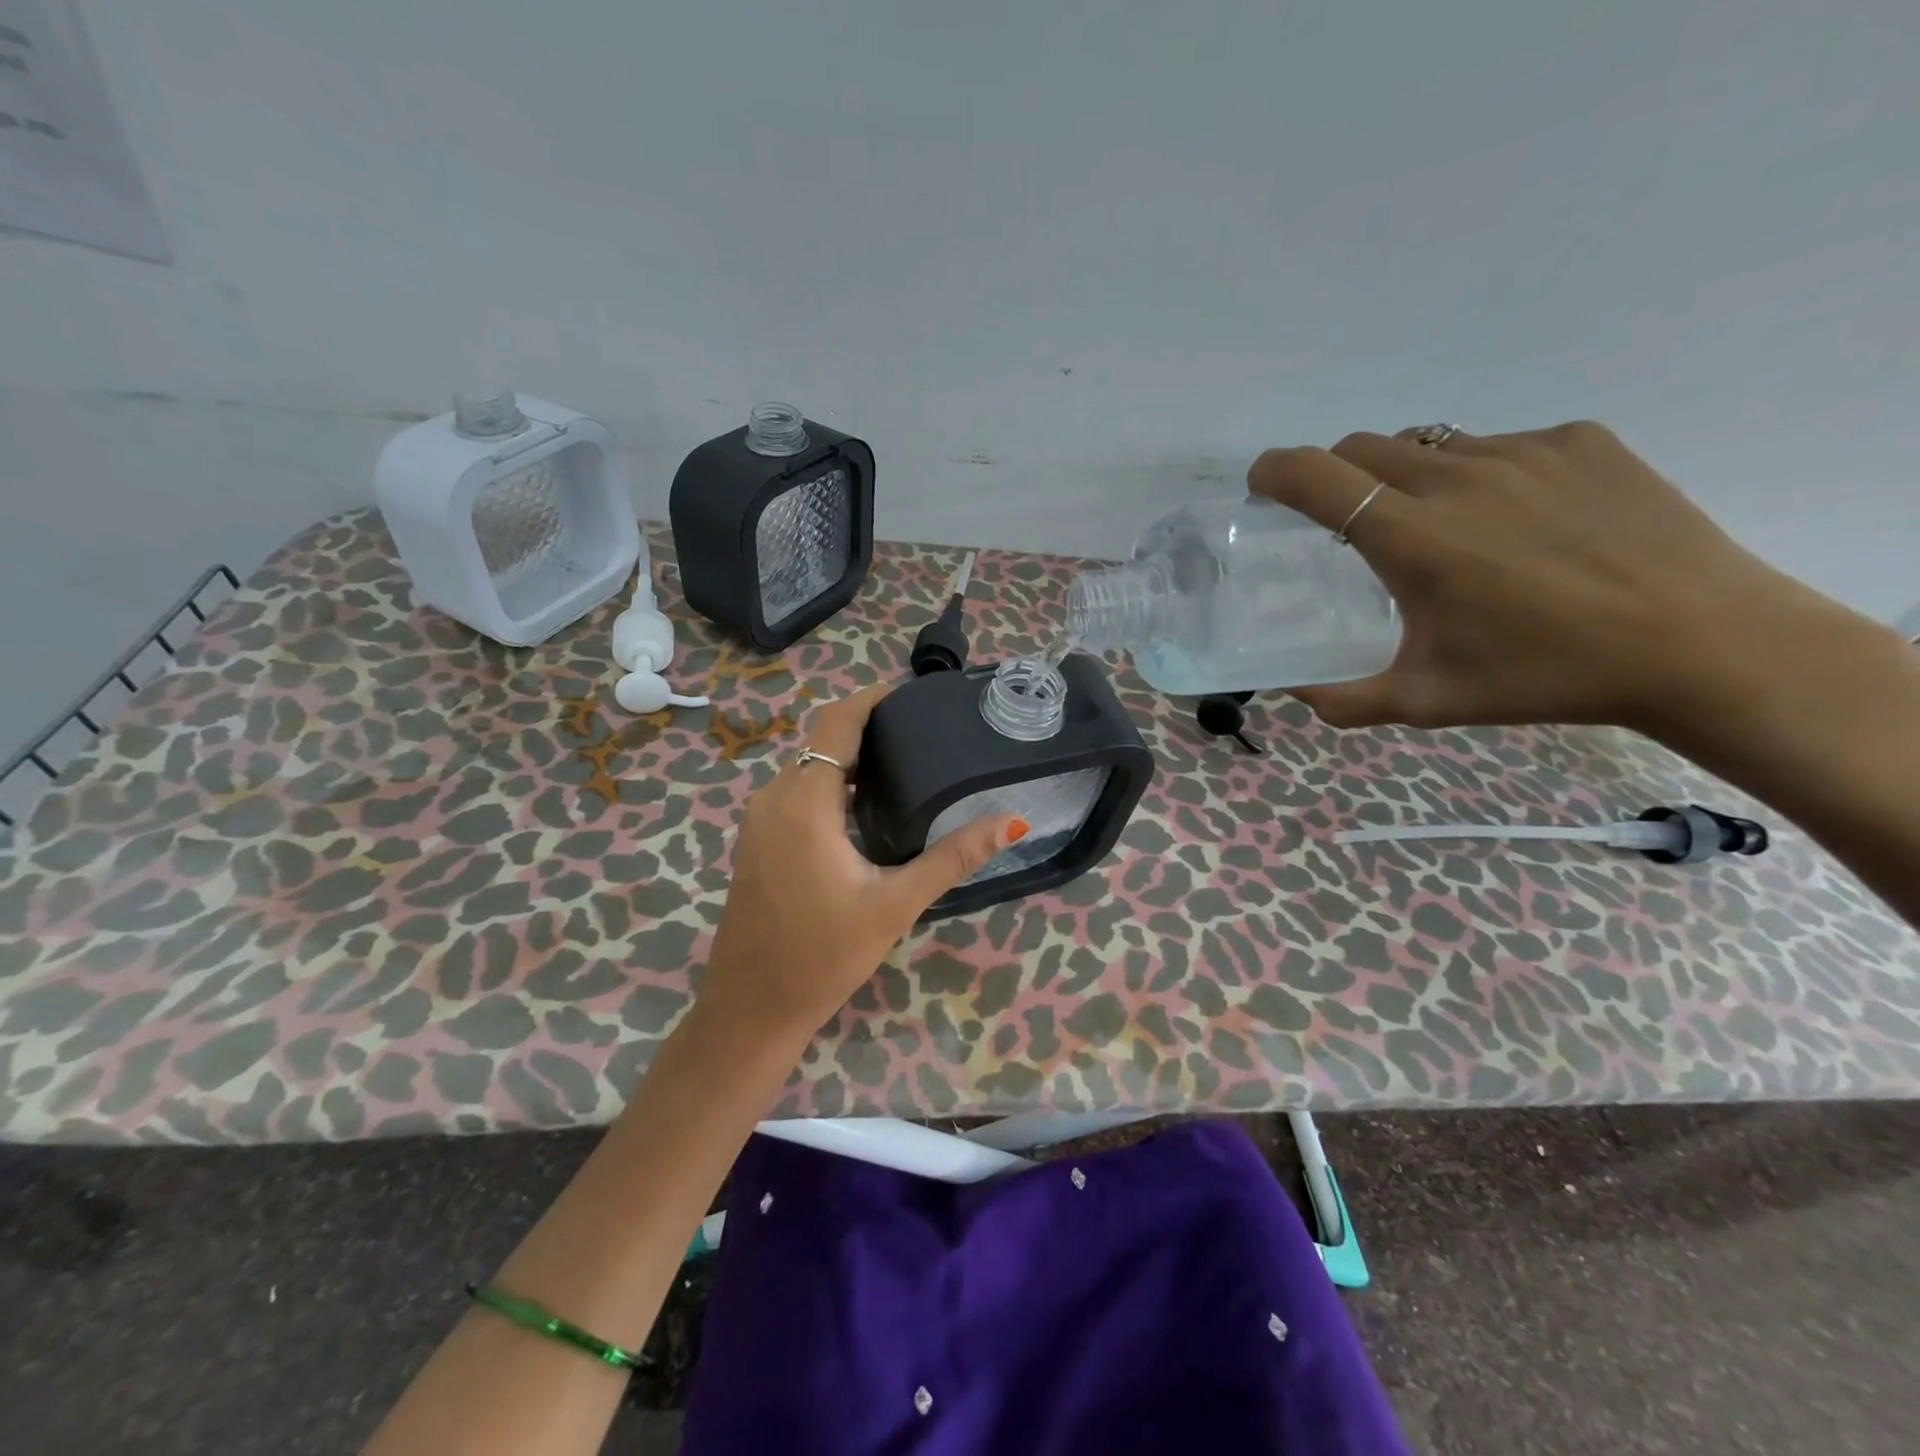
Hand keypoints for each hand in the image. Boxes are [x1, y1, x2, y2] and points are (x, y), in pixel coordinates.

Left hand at [695, 681, 1027, 1045]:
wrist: (751, 1008)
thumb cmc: (823, 955)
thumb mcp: (895, 904)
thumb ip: (953, 857)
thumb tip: (1010, 822)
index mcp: (804, 802)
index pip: (836, 722)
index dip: (872, 698)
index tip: (914, 695)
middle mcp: (774, 798)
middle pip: (823, 741)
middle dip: (869, 728)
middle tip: (924, 735)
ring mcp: (760, 820)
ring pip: (809, 768)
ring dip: (851, 760)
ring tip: (906, 766)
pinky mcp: (757, 840)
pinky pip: (797, 792)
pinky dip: (833, 786)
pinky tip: (869, 810)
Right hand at [1247, 421, 1842, 733]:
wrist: (1701, 643)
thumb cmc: (1545, 675)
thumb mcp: (1428, 700)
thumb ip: (1344, 699)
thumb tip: (1293, 692)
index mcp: (1411, 536)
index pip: (1316, 476)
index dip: (1275, 471)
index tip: (1263, 486)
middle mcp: (1457, 476)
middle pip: (1364, 446)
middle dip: (1335, 475)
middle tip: (1346, 520)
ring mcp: (1524, 451)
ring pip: (1431, 443)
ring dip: (1407, 475)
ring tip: (1439, 526)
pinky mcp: (1580, 441)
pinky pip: (1501, 445)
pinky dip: (1481, 475)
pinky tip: (1517, 522)